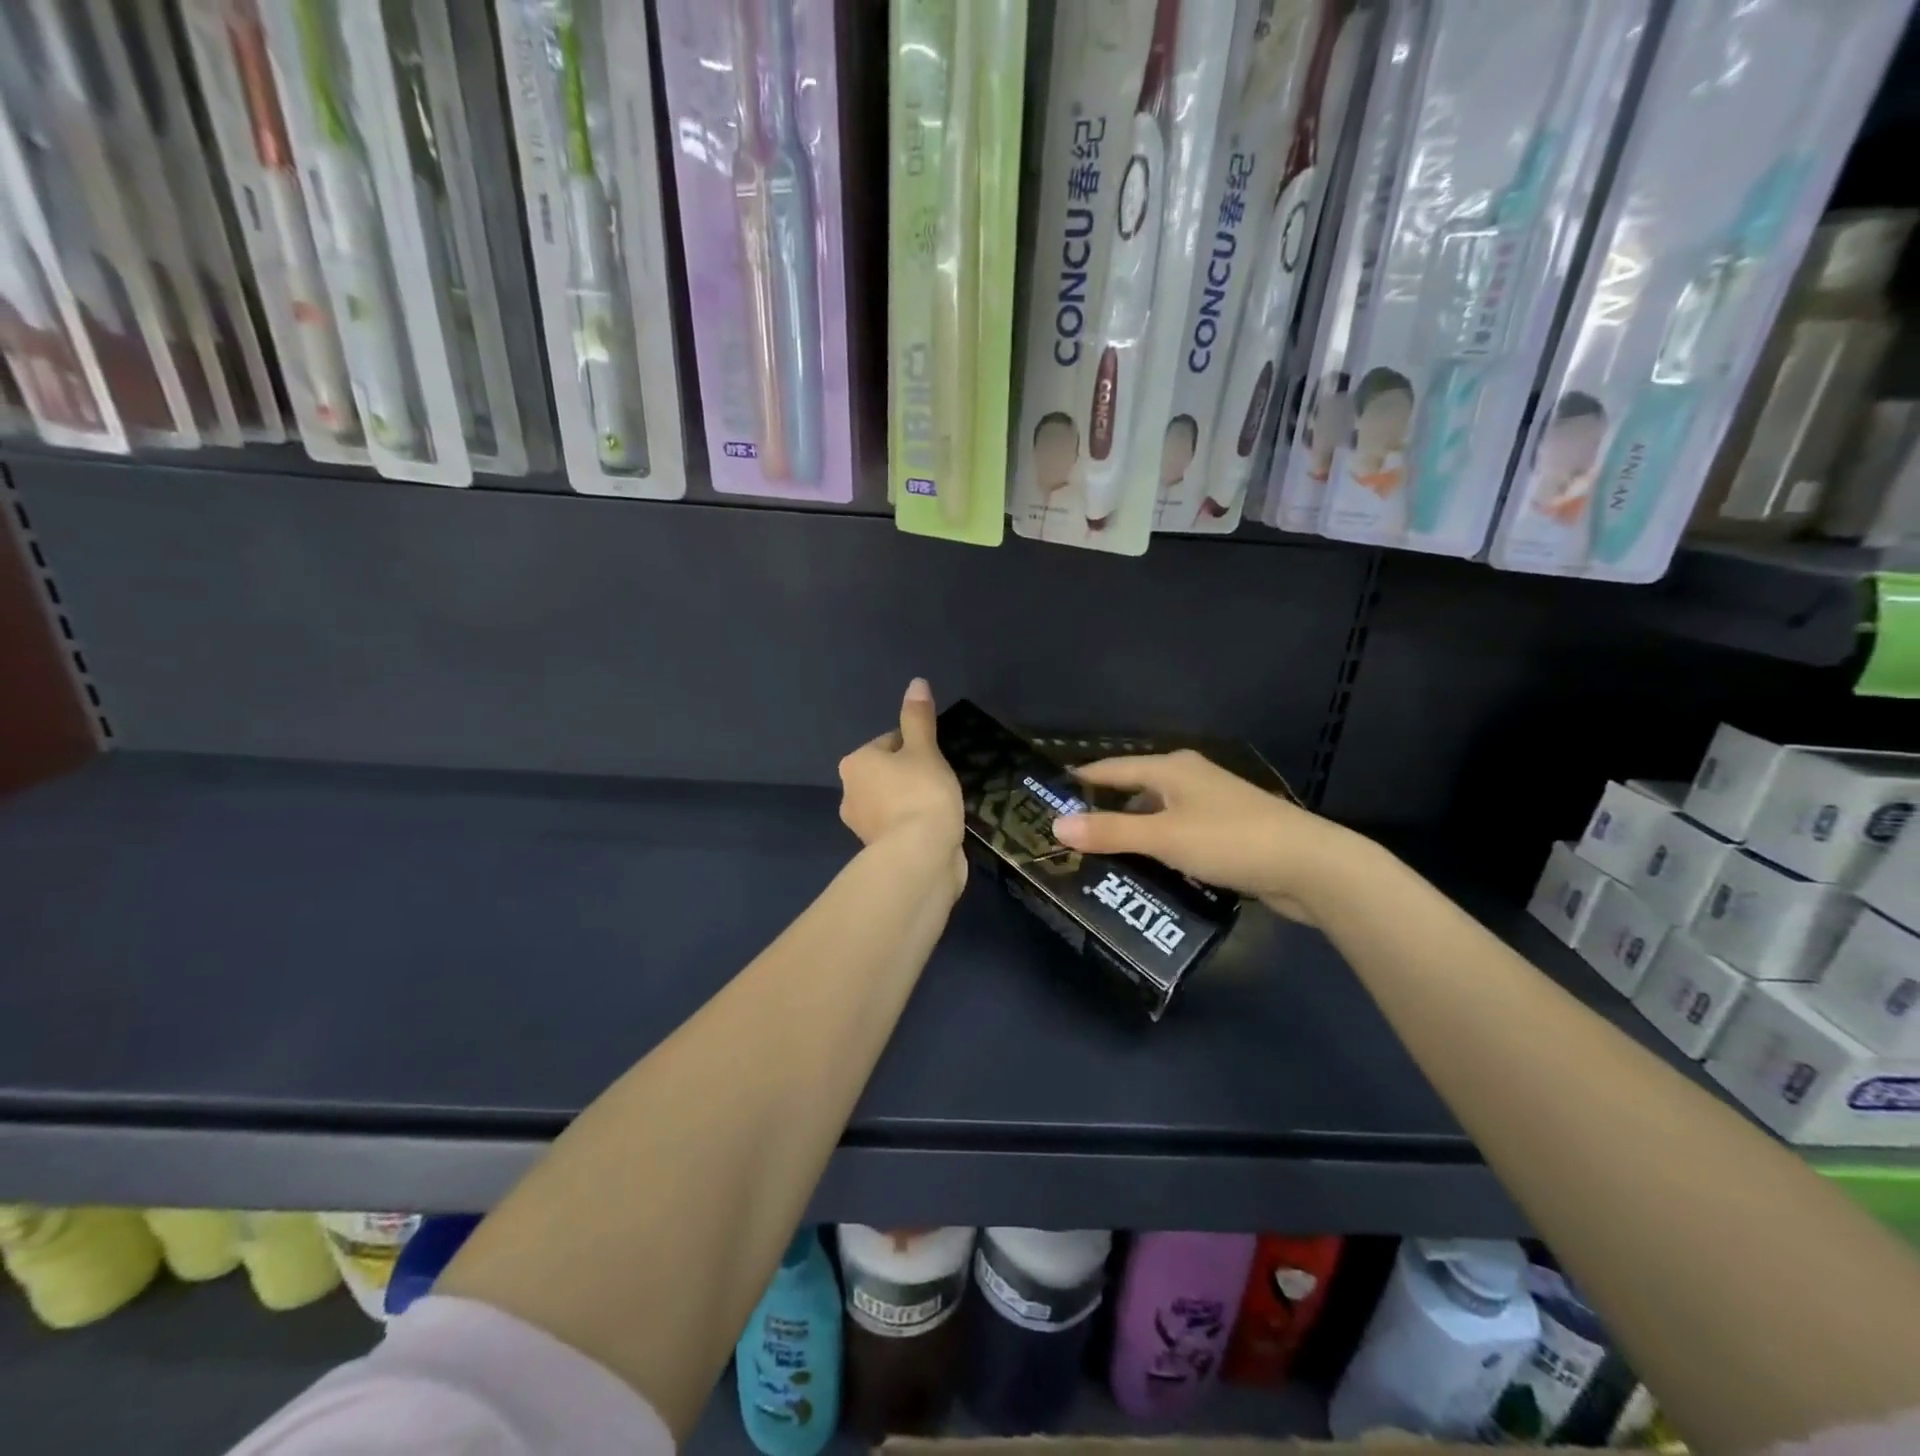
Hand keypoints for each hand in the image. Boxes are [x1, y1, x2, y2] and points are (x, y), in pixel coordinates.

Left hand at [837, 678, 964, 867]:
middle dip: (912, 776)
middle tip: (942, 784)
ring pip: (893, 801)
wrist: (920, 857)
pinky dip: (914, 826)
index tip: (938, 760)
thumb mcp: (925, 750)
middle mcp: (849, 793)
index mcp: (855, 763)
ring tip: (942, 808)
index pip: (889, 742)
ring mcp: (862, 826)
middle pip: (888, 773)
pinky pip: (899, 827)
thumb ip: (919, 718)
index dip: (917, 747)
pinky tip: (935, 829)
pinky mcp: (878, 851)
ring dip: (913, 802)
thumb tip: (916, 682)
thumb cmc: (921, 794)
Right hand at [1051, 750, 1358, 924]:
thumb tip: (1055, 824)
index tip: (1045, 796)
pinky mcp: (1225, 833)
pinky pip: (1175, 836)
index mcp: (1171, 768)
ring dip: (1128, 834)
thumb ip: (1109, 831)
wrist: (1310, 866)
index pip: (1110, 769)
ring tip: (1093, 857)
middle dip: (1100, 811)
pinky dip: (1155, 848)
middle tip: (1064, 834)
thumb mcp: (1163, 837)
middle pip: (1132, 791)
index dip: (1078, 781)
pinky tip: (1141, 871)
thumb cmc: (1230, 840)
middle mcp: (1188, 779)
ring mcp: (1210, 806)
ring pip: (1155, 816)